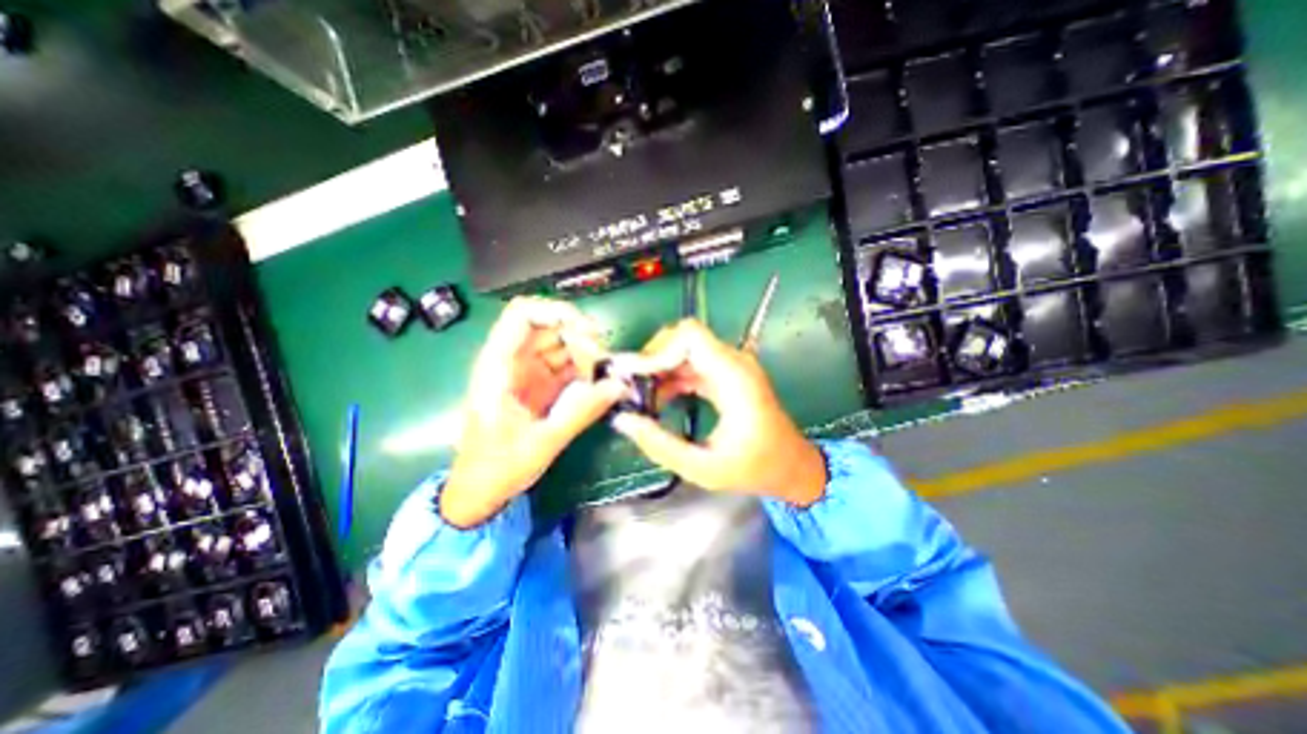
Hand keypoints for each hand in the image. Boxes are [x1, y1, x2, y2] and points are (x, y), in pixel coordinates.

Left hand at [444, 299, 626, 525]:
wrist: (480, 491)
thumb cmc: (497, 467)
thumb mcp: (542, 441)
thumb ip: (582, 411)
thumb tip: (619, 386)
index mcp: (498, 366)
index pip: (522, 315)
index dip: (556, 312)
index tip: (588, 330)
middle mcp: (513, 362)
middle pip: (549, 327)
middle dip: (580, 336)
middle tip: (603, 360)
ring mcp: (528, 373)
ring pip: (562, 345)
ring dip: (586, 354)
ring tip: (606, 374)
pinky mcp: (541, 386)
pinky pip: (567, 366)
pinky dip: (585, 370)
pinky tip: (600, 383)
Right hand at [613, 318, 823, 507]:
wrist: (792, 466)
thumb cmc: (755, 469)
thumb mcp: (703, 467)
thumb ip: (660, 444)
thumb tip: (623, 420)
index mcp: (734, 377)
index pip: (690, 336)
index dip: (658, 351)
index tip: (635, 377)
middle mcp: (734, 362)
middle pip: (683, 338)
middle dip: (653, 358)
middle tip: (631, 387)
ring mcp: (731, 366)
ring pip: (685, 349)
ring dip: (659, 367)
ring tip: (640, 395)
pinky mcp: (727, 375)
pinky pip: (692, 363)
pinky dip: (671, 375)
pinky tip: (658, 397)